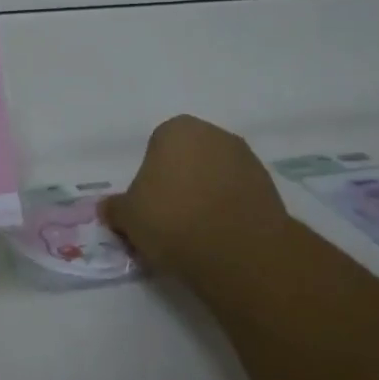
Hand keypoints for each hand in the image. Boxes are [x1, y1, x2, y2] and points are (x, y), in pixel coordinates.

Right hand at [100, 115, 292, 286]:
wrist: (237, 250)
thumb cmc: (172, 219)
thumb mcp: (128, 217)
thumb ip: (116, 208)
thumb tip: (108, 208)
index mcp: (176, 129)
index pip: (156, 146)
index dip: (151, 176)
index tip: (149, 204)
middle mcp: (214, 134)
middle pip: (190, 156)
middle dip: (181, 180)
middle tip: (170, 217)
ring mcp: (246, 158)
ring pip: (216, 175)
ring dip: (207, 194)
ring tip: (197, 231)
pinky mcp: (270, 187)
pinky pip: (238, 195)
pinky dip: (230, 209)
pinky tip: (221, 236)